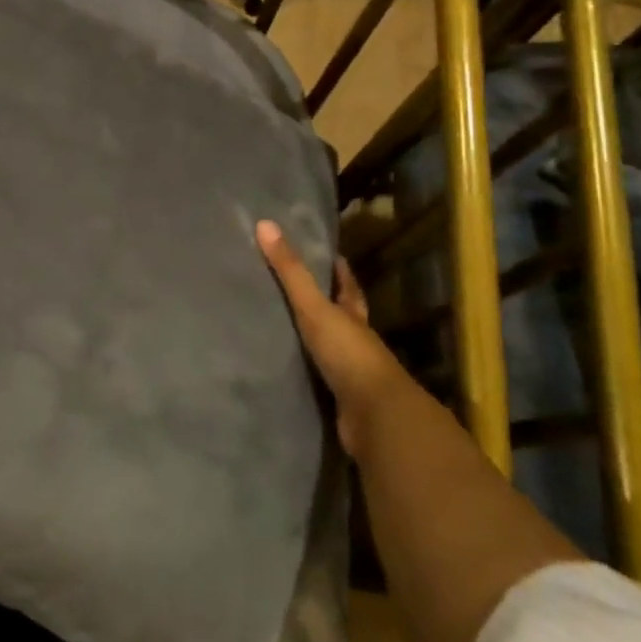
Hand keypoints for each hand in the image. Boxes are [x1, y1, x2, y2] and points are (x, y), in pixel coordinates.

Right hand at [256, 220, 402, 455]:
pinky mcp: (338, 399)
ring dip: (311, 339)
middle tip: (297, 287)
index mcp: (353, 315)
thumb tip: (265, 224)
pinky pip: (317, 378)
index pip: (348, 286)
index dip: (340, 270)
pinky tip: (285, 368)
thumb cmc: (348, 353)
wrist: (375, 417)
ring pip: (329, 348)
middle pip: (342, 316)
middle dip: (326, 303)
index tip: (330, 254)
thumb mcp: (315, 307)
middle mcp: (355, 340)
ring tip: (281, 327)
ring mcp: (349, 372)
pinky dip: (304, 371)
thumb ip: (291, 271)